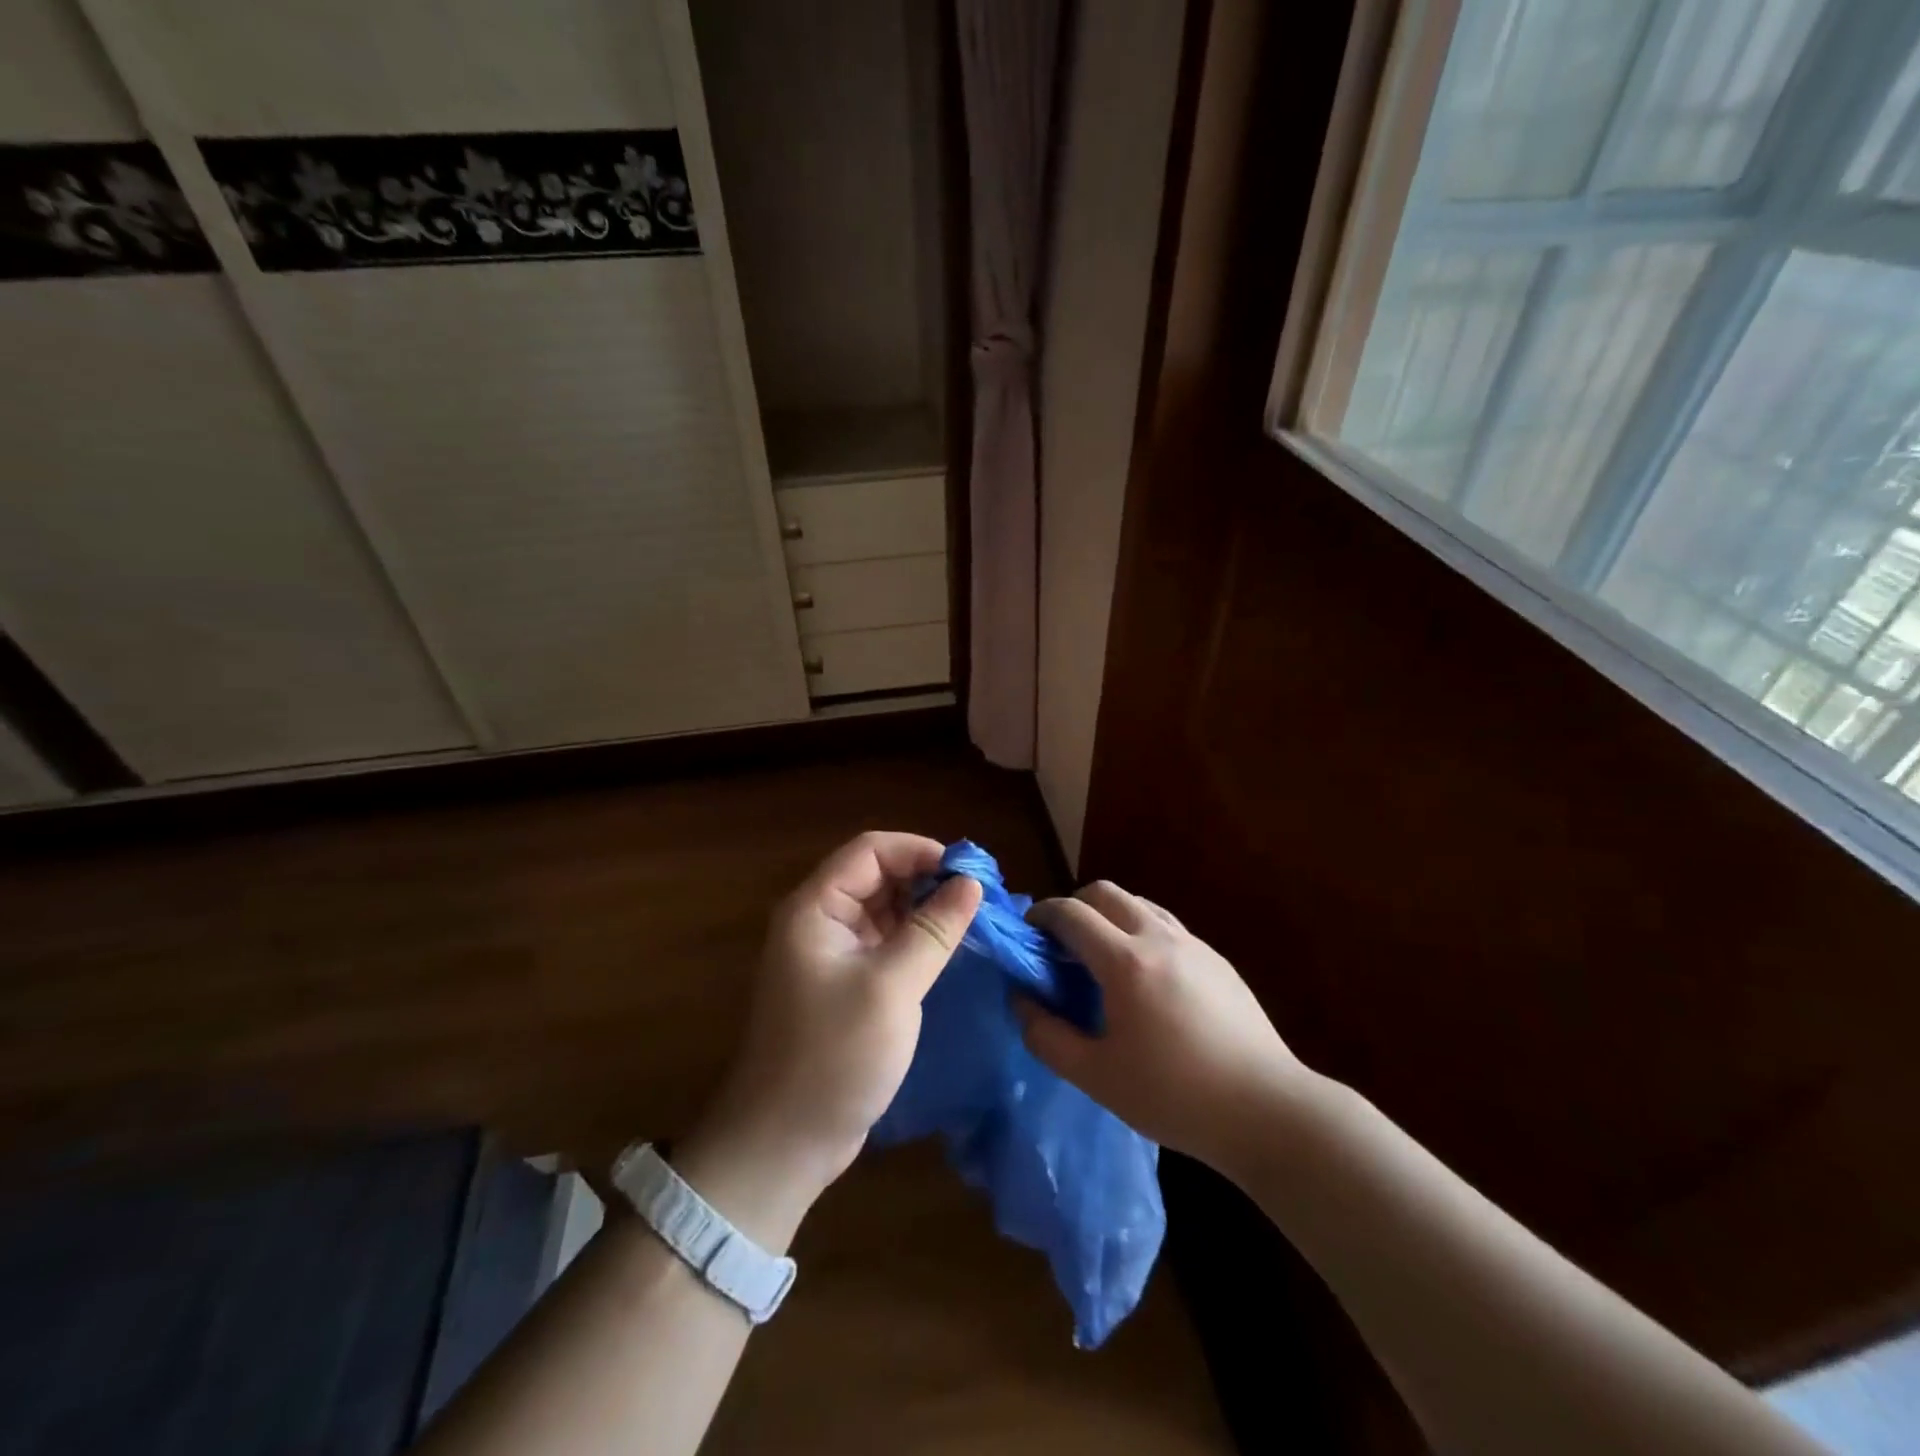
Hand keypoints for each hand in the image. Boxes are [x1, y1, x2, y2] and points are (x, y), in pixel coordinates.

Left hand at [690, 832, 982, 1229]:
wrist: (784, 1143)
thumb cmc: (834, 1056)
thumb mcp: (891, 987)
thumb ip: (934, 930)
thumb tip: (972, 883)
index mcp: (815, 908)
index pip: (870, 850)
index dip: (920, 850)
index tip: (968, 871)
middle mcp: (820, 921)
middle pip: (877, 876)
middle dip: (926, 878)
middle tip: (979, 897)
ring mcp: (831, 954)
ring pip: (884, 909)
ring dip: (924, 909)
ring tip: (973, 920)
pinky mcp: (845, 984)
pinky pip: (884, 943)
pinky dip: (916, 940)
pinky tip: (950, 950)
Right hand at [1019, 881, 1303, 1173]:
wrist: (1266, 1110)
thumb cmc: (1174, 1096)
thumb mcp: (1095, 1076)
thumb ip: (1046, 1036)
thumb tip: (1021, 1001)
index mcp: (1125, 961)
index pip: (1071, 913)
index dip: (1042, 914)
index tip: (1027, 932)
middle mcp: (1158, 937)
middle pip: (1106, 892)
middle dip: (1075, 906)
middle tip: (1061, 944)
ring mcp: (1194, 945)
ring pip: (1140, 903)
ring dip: (1110, 915)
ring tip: (1101, 957)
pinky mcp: (1217, 960)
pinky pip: (1167, 926)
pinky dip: (1140, 931)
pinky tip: (1145, 978)